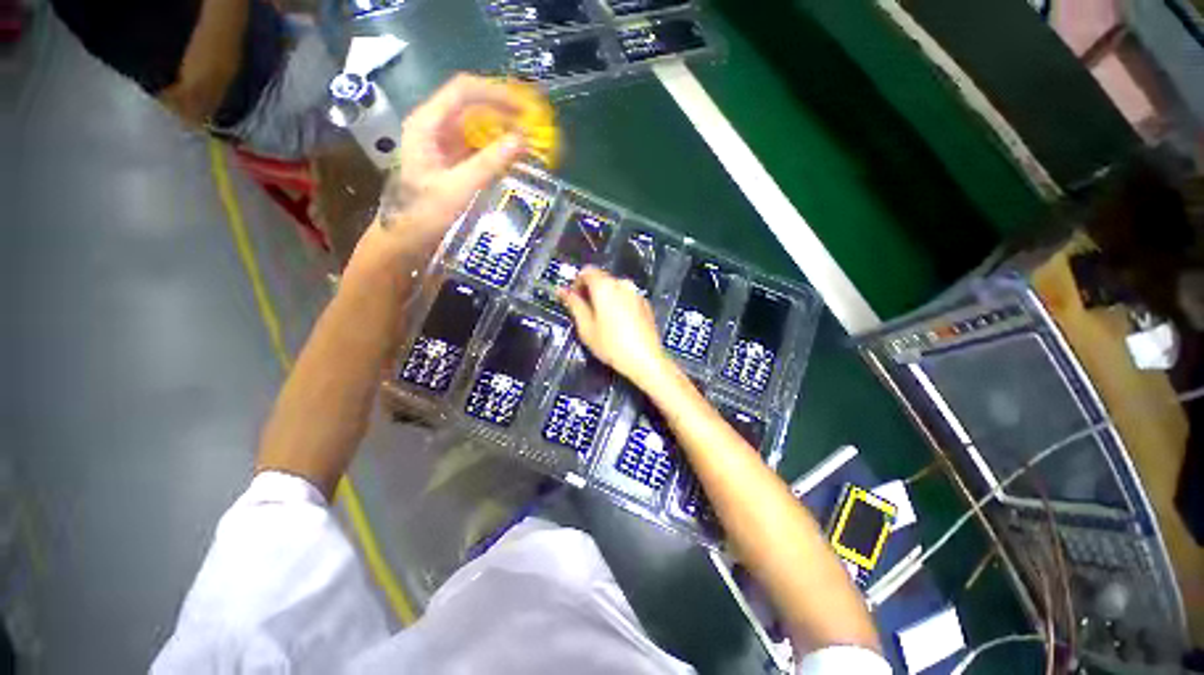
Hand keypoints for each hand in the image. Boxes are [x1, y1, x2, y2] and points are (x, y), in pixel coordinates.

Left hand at [350, 74, 527, 280]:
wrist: (407, 240)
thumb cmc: (425, 215)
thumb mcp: (458, 189)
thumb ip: (489, 164)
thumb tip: (521, 140)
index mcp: (428, 124)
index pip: (463, 92)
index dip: (496, 94)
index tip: (525, 110)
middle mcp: (435, 127)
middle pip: (473, 105)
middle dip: (504, 113)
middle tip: (534, 128)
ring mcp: (445, 144)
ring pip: (479, 126)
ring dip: (504, 131)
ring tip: (530, 142)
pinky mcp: (455, 161)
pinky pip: (481, 146)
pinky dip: (500, 149)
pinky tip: (516, 159)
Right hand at [559, 267, 672, 386]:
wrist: (645, 359)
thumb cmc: (611, 345)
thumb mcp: (586, 327)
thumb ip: (574, 305)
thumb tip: (562, 290)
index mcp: (605, 286)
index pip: (587, 271)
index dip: (576, 282)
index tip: (573, 299)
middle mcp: (623, 283)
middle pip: (602, 279)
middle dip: (590, 291)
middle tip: (585, 312)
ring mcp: (636, 293)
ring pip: (615, 288)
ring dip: (605, 297)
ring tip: (602, 320)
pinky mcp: (646, 303)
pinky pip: (626, 297)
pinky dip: (618, 303)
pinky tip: (619, 323)